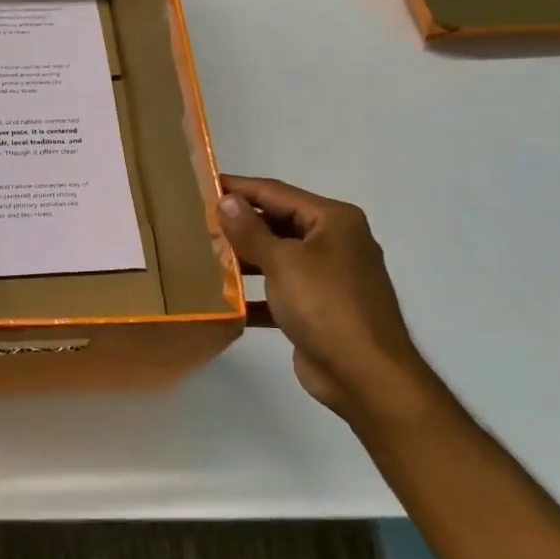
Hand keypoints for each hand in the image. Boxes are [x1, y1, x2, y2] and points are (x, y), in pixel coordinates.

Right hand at [218, 175, 431, 418]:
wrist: (364, 375)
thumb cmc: (326, 306)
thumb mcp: (284, 262)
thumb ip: (251, 231)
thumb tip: (226, 200)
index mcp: (333, 221)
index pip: (276, 193)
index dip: (239, 188)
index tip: (202, 184)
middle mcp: (334, 243)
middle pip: (278, 223)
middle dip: (239, 224)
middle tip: (195, 221)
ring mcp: (328, 277)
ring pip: (277, 257)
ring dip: (244, 259)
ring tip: (202, 256)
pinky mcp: (318, 309)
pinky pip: (280, 291)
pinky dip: (255, 294)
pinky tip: (224, 299)